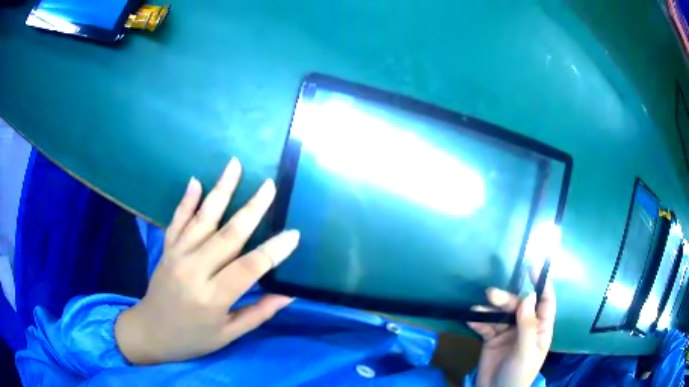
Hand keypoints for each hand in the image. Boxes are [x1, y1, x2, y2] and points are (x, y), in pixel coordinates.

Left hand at [115, 158, 298, 364]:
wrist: (150, 332)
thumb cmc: (192, 338)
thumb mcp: (228, 335)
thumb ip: (258, 313)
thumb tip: (288, 295)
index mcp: (213, 297)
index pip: (249, 267)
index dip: (274, 251)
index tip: (294, 234)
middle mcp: (194, 270)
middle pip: (228, 235)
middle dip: (252, 208)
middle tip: (270, 186)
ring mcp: (177, 255)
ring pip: (203, 218)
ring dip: (220, 190)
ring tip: (234, 165)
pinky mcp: (166, 249)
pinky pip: (177, 220)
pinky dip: (186, 200)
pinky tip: (195, 181)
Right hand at [467, 271, 555, 386]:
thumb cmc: (519, 374)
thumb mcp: (527, 351)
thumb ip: (528, 325)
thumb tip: (529, 296)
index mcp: (541, 328)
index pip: (545, 302)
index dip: (541, 284)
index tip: (532, 267)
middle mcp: (526, 326)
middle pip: (519, 306)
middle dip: (506, 299)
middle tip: (491, 294)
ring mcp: (508, 332)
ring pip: (501, 314)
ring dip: (490, 309)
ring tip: (477, 307)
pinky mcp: (492, 339)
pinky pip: (486, 326)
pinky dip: (479, 321)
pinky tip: (470, 319)